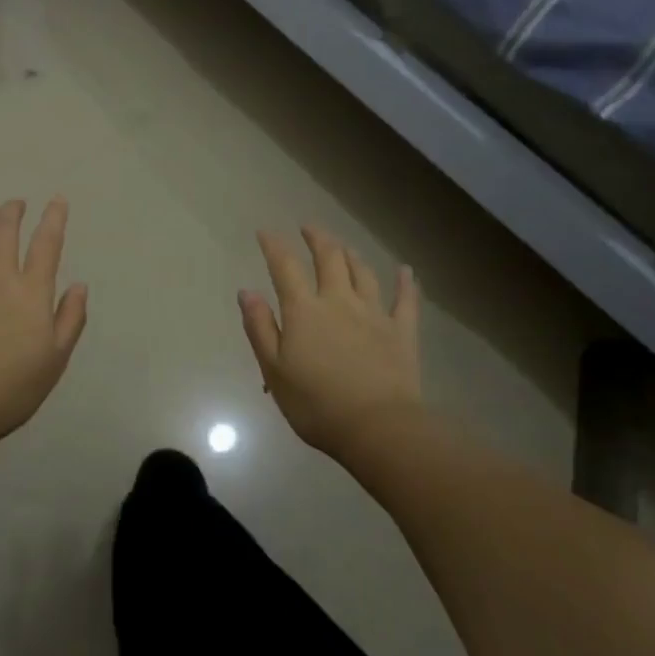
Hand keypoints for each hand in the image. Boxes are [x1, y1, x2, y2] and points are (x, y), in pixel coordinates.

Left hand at [0, 199, 88, 448]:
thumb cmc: (13, 387)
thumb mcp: (56, 359)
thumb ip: (70, 319)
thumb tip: (79, 285)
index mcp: (31, 292)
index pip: (46, 245)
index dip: (54, 219)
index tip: (57, 200)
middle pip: (4, 232)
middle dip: (11, 212)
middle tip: (16, 204)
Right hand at [239, 226, 423, 459]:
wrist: (377, 428)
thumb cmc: (316, 404)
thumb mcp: (274, 370)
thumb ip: (260, 328)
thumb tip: (247, 292)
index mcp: (304, 310)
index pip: (285, 267)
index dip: (274, 246)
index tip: (265, 232)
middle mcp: (339, 300)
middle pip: (329, 258)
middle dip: (317, 238)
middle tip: (309, 227)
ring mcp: (374, 313)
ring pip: (363, 272)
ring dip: (351, 254)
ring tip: (343, 246)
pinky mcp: (402, 331)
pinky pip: (406, 300)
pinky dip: (406, 283)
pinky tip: (406, 270)